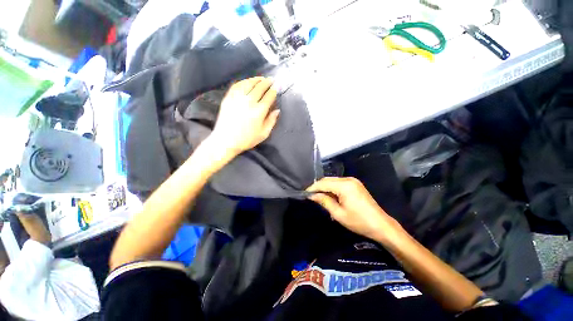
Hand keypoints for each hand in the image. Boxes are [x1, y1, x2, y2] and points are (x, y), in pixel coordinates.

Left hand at [210, 77, 279, 156]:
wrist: (226, 141)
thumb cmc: (247, 139)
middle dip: (267, 82)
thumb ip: (271, 121)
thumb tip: (277, 110)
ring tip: (261, 78)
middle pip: (260, 87)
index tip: (277, 86)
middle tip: (271, 79)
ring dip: (256, 79)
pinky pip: (237, 85)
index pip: (269, 96)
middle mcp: (249, 101)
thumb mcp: (263, 134)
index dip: (274, 90)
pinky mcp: (228, 98)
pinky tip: (247, 81)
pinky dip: (244, 81)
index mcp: (259, 111)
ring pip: (248, 83)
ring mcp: (237, 98)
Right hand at [307, 177, 403, 243]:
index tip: (305, 194)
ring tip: (318, 197)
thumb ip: (324, 201)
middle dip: (318, 187)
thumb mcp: (338, 213)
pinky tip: (330, 196)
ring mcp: (353, 181)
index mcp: (344, 185)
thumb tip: (312, 195)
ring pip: (333, 181)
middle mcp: (348, 179)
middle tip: (311, 196)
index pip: (323, 183)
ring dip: (325, 187)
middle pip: (328, 180)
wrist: (381, 225)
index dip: (313, 188)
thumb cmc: (359, 221)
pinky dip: (332, 188)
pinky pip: (339, 183)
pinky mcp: (355, 184)